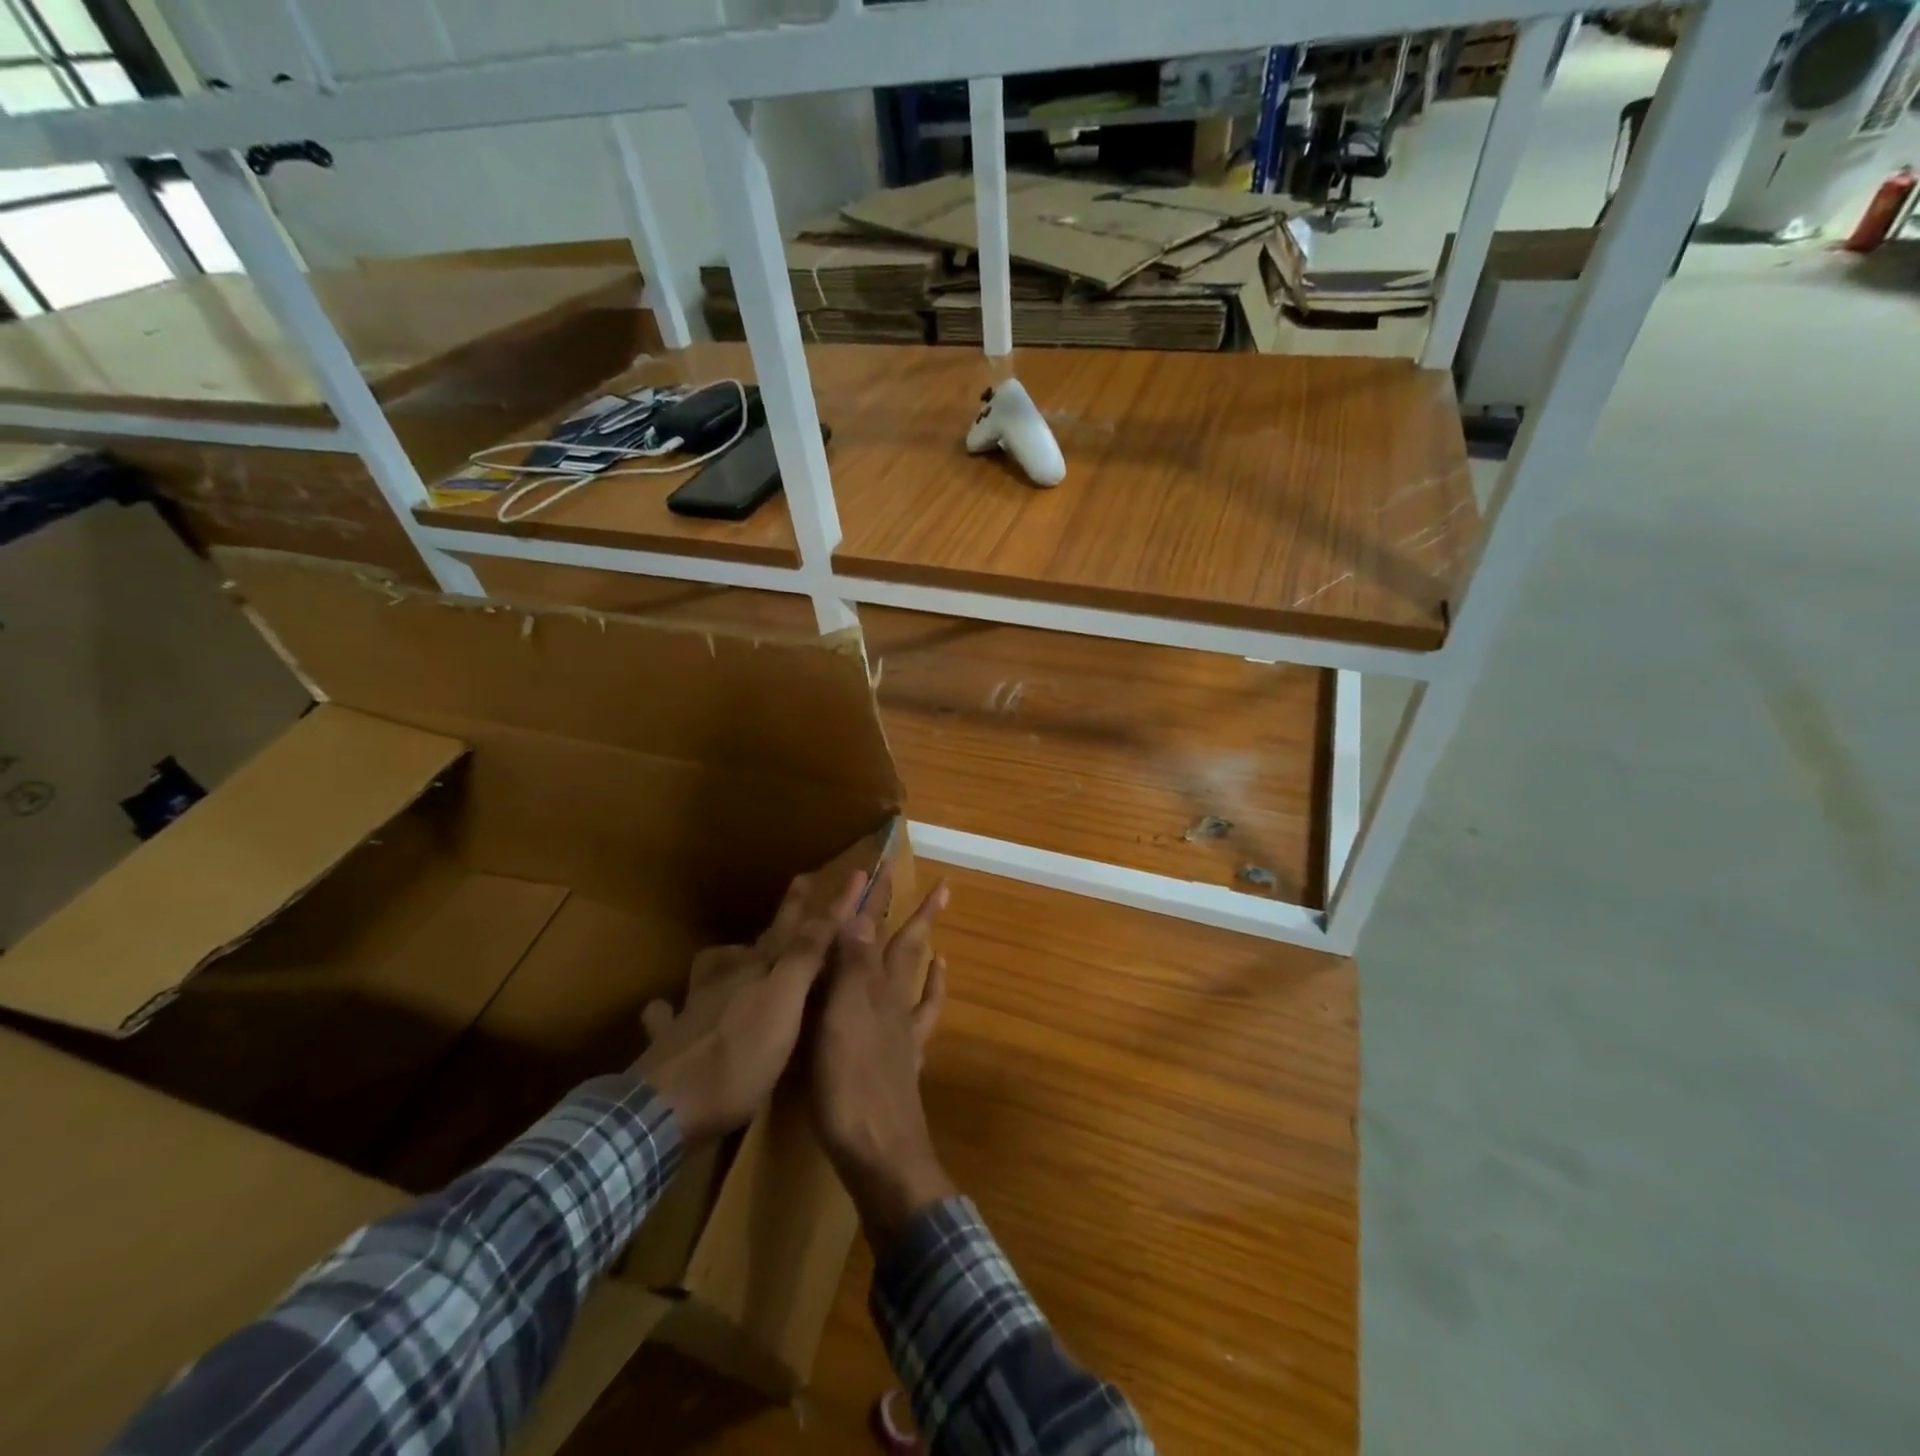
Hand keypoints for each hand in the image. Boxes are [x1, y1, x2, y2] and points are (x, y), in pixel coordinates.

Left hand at [636, 871, 864, 1141]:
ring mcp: (693, 1009)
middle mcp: (726, 980)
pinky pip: (667, 1017)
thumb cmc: (738, 1058)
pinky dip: (669, 1010)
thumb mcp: (783, 1005)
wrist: (665, 1106)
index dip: (828, 906)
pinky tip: (666, 1010)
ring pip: (710, 970)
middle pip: (759, 941)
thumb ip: (803, 959)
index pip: (799, 929)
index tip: (853, 874)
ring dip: (725, 957)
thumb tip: (827, 912)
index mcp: (758, 970)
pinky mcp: (669, 1042)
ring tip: (733, 954)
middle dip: (786, 915)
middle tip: (801, 883)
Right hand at [810, 872, 953, 1251]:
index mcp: (871, 988)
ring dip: (927, 953)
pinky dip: (930, 999)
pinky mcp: (904, 1063)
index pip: (876, 932)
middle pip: (907, 950)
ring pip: (918, 982)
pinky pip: (922, 1022)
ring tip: (938, 935)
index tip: (885, 866)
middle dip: (917, 917)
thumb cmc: (848, 1085)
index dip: (879, 900)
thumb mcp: (838, 1019)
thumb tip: (858, 911)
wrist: (880, 1154)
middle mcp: (892, 1002)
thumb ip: (849, 966)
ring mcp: (903, 1033)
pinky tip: (930, 994)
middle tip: (941, 889)